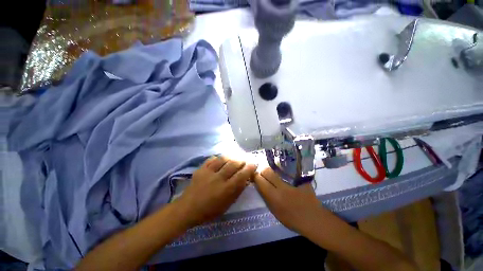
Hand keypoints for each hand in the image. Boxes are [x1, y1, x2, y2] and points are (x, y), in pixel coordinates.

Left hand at [175, 156, 256, 226]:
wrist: (187, 208)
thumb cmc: (209, 210)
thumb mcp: (227, 205)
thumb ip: (237, 191)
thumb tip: (246, 180)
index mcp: (226, 189)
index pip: (241, 175)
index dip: (249, 168)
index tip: (254, 164)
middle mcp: (218, 178)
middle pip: (233, 164)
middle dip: (242, 160)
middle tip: (245, 160)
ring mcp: (208, 172)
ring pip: (223, 159)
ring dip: (231, 156)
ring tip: (235, 157)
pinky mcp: (201, 169)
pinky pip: (211, 159)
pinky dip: (218, 157)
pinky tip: (221, 159)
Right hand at [253, 168, 322, 232]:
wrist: (313, 219)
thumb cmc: (292, 219)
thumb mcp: (274, 211)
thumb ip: (266, 197)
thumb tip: (259, 184)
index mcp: (274, 197)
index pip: (260, 181)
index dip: (255, 177)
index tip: (255, 176)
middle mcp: (282, 187)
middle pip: (267, 171)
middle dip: (263, 171)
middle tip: (263, 173)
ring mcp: (292, 181)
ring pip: (276, 169)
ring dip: (272, 170)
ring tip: (272, 173)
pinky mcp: (301, 178)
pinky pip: (287, 170)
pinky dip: (282, 170)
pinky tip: (283, 173)